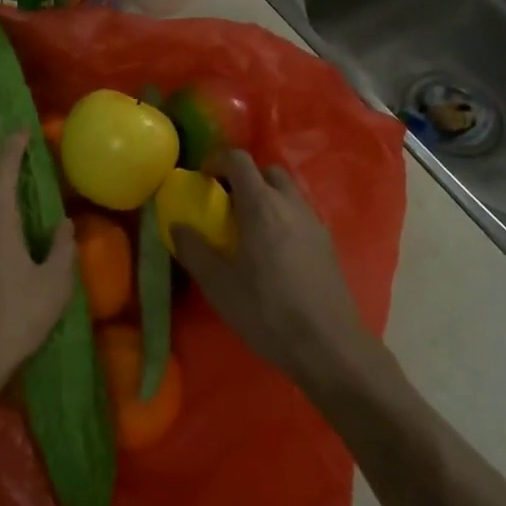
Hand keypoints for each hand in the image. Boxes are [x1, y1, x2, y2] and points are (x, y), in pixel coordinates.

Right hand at [172, 150, 369, 387]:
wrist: (327, 345)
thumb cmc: (265, 310)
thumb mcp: (217, 283)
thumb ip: (193, 249)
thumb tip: (178, 226)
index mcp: (261, 205)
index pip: (239, 160)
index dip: (217, 162)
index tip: (203, 180)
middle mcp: (291, 204)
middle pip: (268, 171)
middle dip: (245, 179)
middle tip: (226, 204)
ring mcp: (314, 223)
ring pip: (288, 193)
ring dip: (267, 198)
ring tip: (249, 229)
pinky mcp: (328, 245)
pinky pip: (301, 215)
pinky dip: (284, 218)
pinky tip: (274, 253)